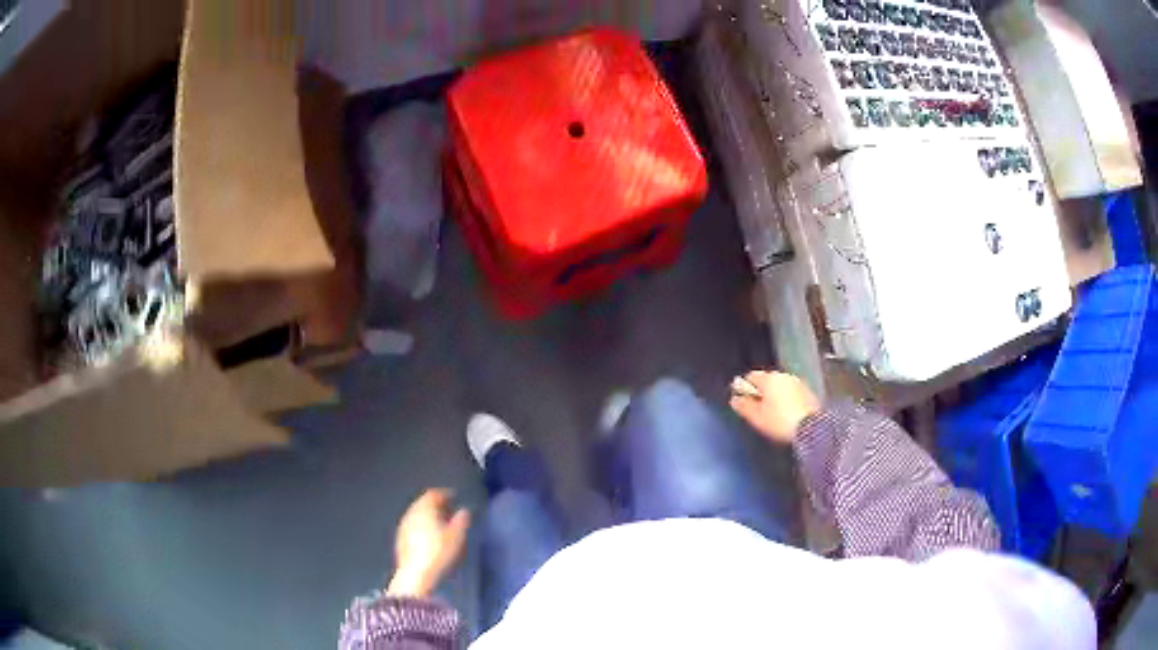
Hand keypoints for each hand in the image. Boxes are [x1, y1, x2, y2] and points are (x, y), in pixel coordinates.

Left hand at [387, 489, 470, 597]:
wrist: (415, 574)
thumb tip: (463, 511)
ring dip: (428, 516)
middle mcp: (411, 514)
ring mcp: (403, 527)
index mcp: (424, 509)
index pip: (433, 494)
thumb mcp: (456, 537)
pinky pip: (413, 526)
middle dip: (436, 505)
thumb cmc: (438, 552)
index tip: (453, 497)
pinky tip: (429, 537)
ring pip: (417, 515)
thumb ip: (461, 521)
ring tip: (441, 524)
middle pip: (423, 503)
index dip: (444, 494)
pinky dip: (422, 526)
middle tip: (449, 510)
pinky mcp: (401, 539)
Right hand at [730, 370, 820, 443]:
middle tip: (757, 409)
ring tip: (772, 412)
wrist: (811, 428)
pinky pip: (791, 392)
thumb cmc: (779, 421)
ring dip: (774, 395)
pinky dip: (786, 399)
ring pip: (780, 386)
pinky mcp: (808, 392)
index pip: (751, 376)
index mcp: (769, 379)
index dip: (744, 387)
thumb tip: (734, 399)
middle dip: (761, 392)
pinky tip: (785, 413)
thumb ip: (743, 406)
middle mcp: (783, 376)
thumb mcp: (756, 417)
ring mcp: (797, 383)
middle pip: (767, 380)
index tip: (742, 400)